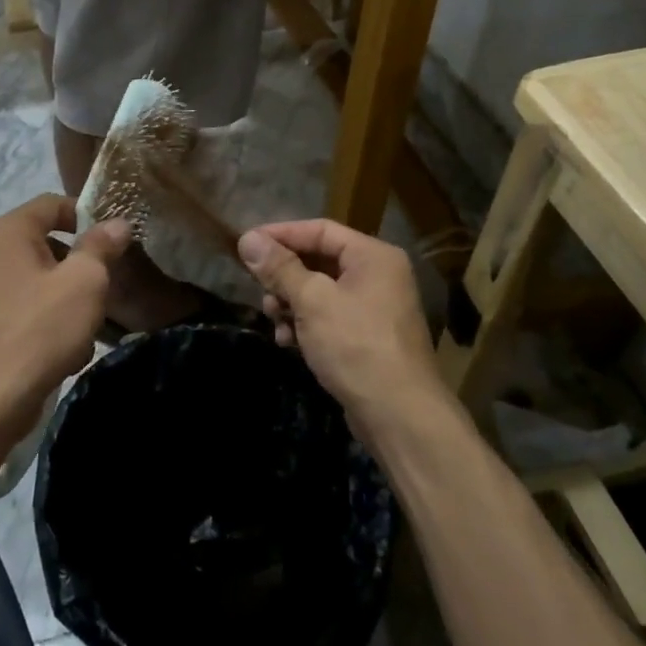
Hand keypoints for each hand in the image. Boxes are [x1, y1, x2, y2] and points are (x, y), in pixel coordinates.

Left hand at [0, 195, 131, 446]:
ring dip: (70, 302)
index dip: (88, 217)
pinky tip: (66, 355)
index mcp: (8, 232)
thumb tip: (117, 223)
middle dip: (82, 267)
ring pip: (42, 284)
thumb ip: (101, 247)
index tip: (115, 243)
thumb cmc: (38, 330)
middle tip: (108, 288)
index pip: (54, 204)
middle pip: (48, 245)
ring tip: (89, 330)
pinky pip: (28, 314)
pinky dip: (50, 327)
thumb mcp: (84, 282)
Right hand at [238, 219, 442, 438]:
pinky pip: (329, 317)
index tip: (246, 244)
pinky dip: (306, 324)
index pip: (320, 230)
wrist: (399, 416)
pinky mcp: (367, 337)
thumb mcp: (312, 301)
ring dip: (291, 303)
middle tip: (259, 290)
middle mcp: (378, 275)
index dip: (281, 234)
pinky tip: (288, 341)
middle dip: (284, 276)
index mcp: (373, 256)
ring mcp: (375, 308)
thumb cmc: (355, 345)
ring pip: (320, 291)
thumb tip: (248, 238)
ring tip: (274, 320)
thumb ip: (280, 268)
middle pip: (319, 260)